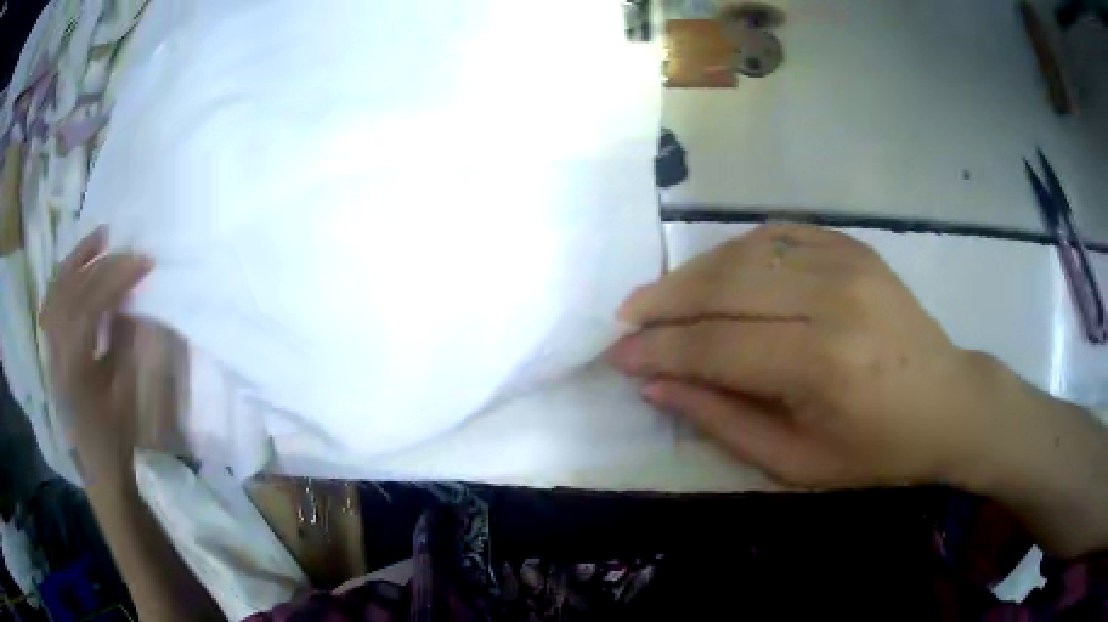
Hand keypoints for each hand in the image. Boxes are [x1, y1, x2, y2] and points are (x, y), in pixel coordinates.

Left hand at [39, 227, 151, 483]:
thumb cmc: (117, 439)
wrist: (99, 469)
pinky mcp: (52, 350)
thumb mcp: (127, 397)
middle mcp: (56, 351)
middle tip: (125, 246)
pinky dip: (65, 278)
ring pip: (56, 290)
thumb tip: (130, 303)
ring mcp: (51, 349)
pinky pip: (53, 302)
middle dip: (99, 262)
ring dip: (77, 260)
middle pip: (71, 289)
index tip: (145, 262)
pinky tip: (78, 268)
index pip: (90, 304)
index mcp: (75, 366)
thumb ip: (125, 345)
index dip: (117, 277)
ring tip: (98, 239)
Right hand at [610, 224, 996, 488]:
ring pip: (745, 252)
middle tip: (626, 320)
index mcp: (823, 362)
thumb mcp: (797, 463)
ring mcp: (846, 261)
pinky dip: (737, 251)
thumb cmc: (877, 451)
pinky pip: (777, 235)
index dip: (660, 351)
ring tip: (660, 299)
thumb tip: (656, 385)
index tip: (617, 356)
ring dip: (693, 274)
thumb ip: (723, 421)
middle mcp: (832, 297)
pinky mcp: (852, 247)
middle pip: (725, 286)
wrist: (948, 403)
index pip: (718, 346)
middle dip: (663, 303)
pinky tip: (717, 273)